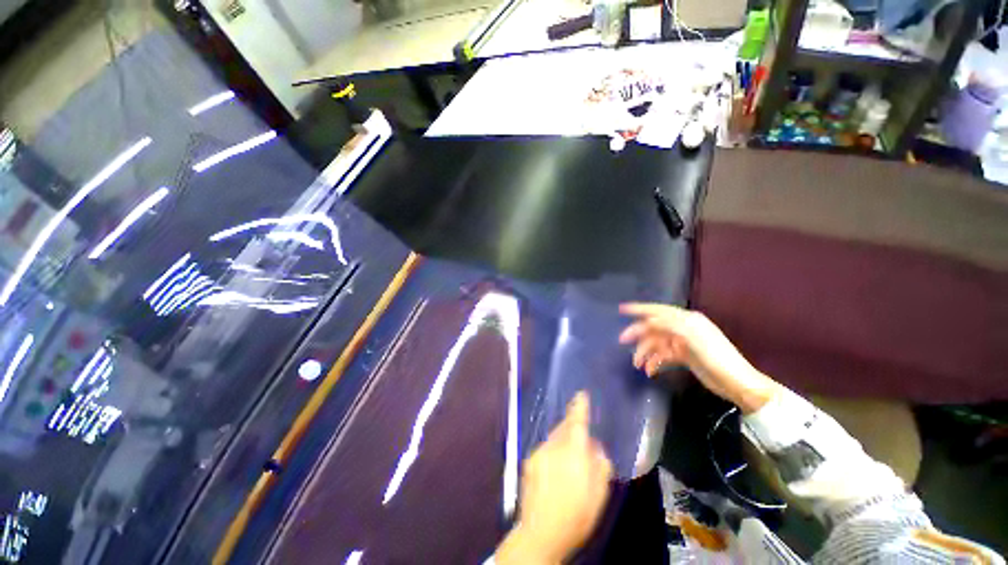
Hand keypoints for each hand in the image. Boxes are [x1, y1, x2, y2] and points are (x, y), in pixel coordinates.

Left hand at [495, 392, 612, 564]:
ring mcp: (539, 452)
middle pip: (564, 427)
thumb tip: (594, 445)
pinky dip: (552, 452)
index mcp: (574, 451)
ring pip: (554, 437)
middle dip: (572, 427)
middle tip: (581, 439)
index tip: (582, 394)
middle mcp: (554, 445)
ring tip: (568, 464)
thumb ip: (599, 463)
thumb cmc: (577, 515)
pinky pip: (545, 449)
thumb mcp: (599, 493)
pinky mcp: (529, 461)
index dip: (580, 406)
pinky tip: (554, 473)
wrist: (541, 533)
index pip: (577, 421)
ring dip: (562, 442)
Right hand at [618, 303, 780, 413]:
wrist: (738, 384)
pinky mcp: (684, 356)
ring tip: (638, 366)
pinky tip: (651, 371)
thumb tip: (648, 320)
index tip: (622, 309)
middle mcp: (683, 328)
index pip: (658, 310)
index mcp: (686, 320)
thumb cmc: (716, 358)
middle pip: (654, 328)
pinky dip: (655, 362)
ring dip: (645, 352)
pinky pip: (663, 355)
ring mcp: (683, 343)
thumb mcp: (692, 339)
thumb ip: (669, 326)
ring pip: (656, 343)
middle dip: (638, 334)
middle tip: (622, 341)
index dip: (639, 309)